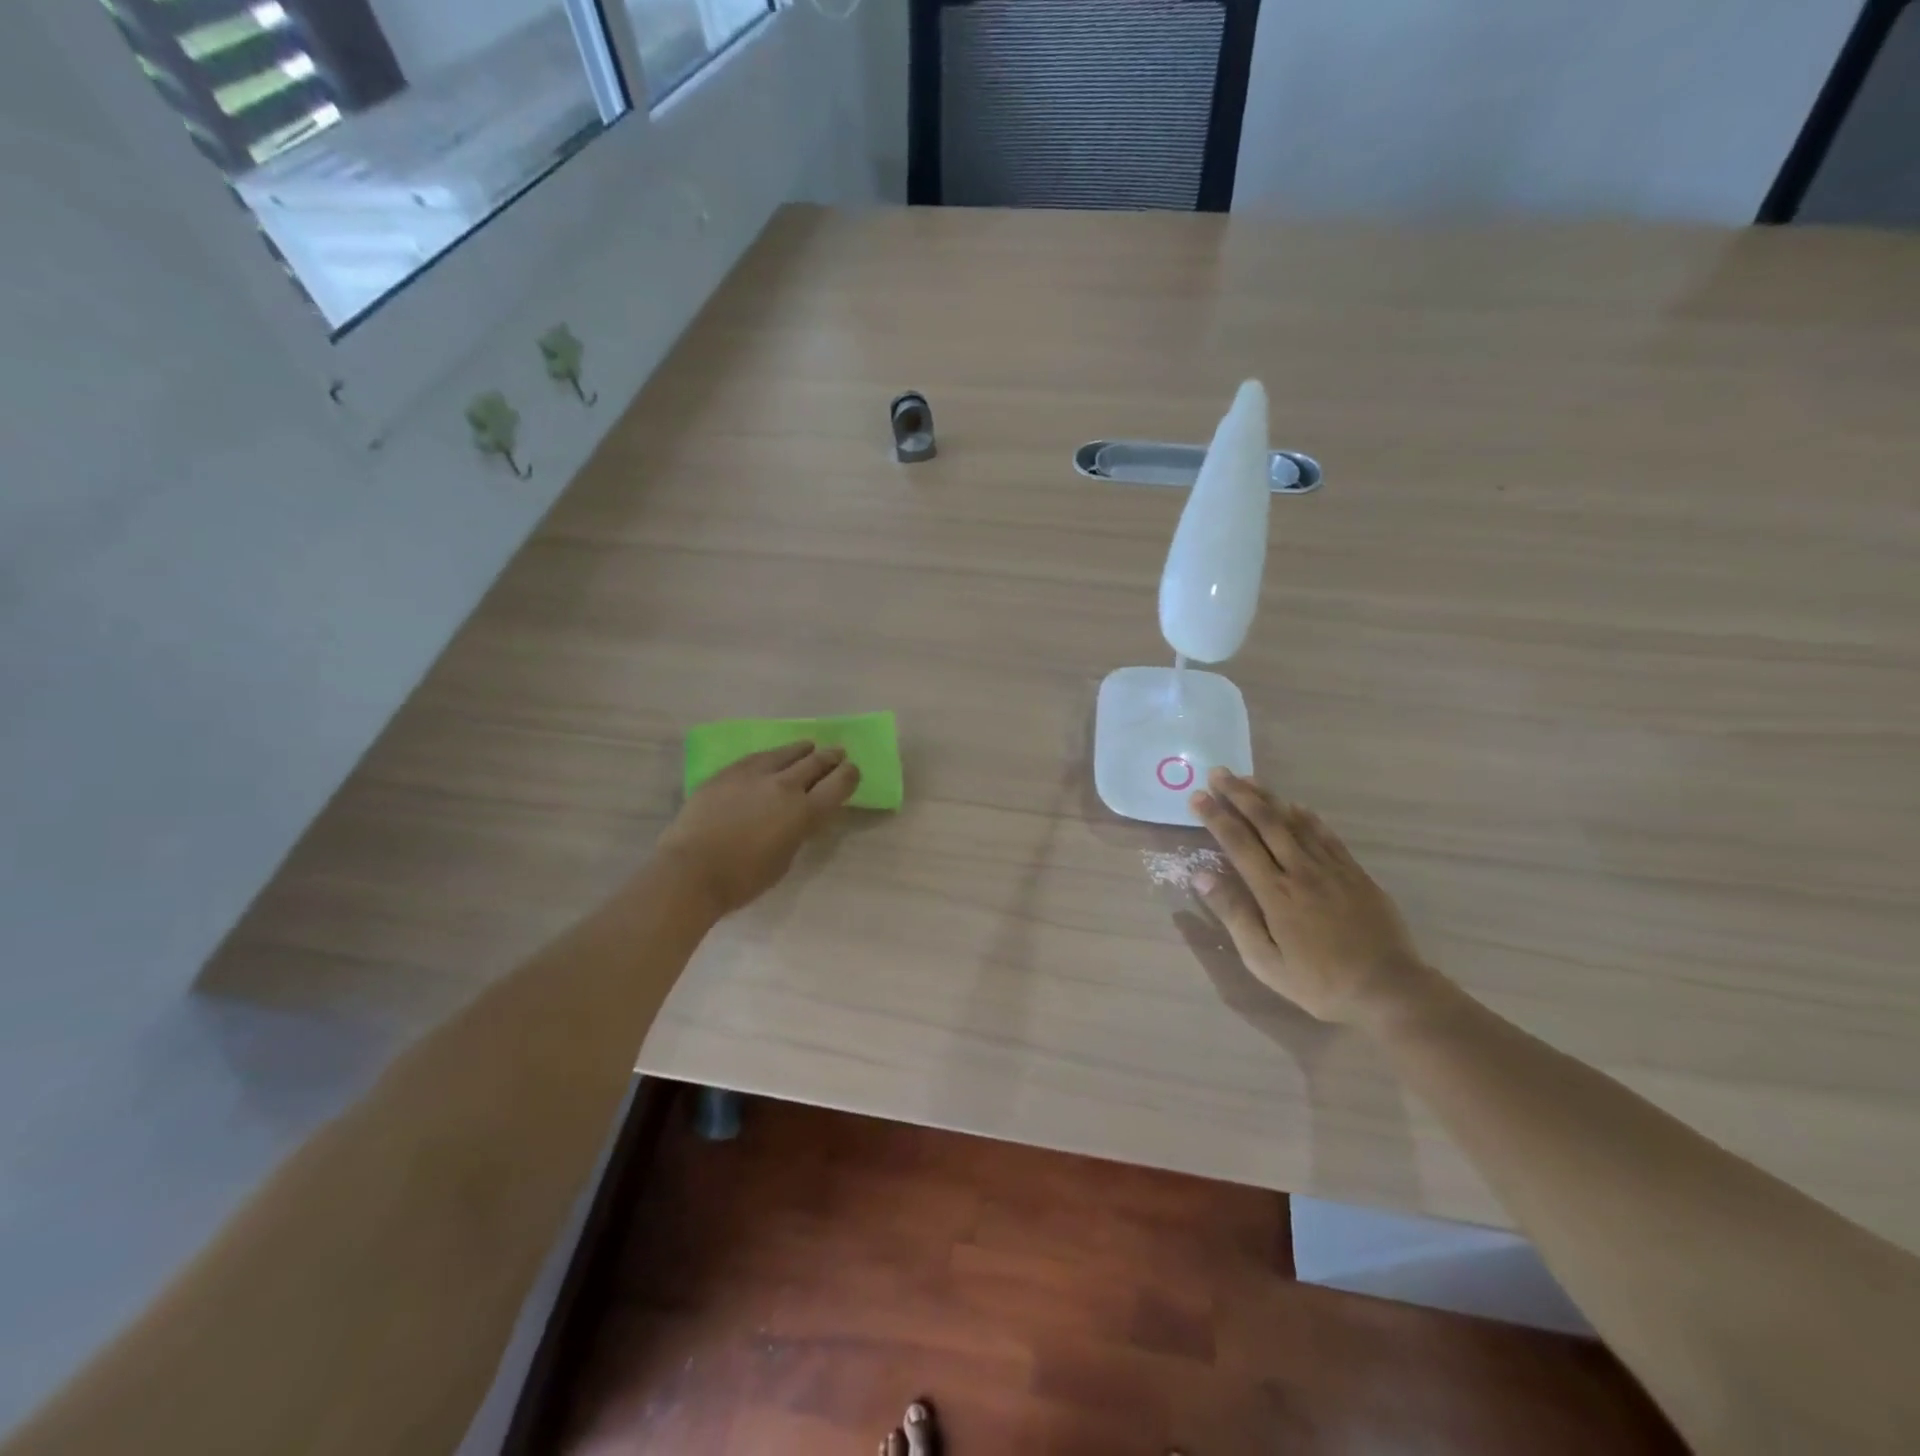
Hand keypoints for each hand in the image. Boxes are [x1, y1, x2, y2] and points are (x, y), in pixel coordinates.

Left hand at [657, 742, 859, 917]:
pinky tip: (773, 756)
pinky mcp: (729, 772)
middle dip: (831, 758)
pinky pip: (758, 757)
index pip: (839, 785)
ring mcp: (755, 775)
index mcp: (805, 812)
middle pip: (816, 763)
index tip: (853, 771)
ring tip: (809, 747)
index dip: (849, 775)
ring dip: (803, 750)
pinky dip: (773, 756)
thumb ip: (797, 831)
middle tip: (838, 753)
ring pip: (787, 753)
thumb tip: (798, 817)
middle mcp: (785, 786)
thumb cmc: (743, 879)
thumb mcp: (785, 859)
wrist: (692, 870)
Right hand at [1189, 768, 1429, 1025]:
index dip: (1216, 817)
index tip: (1197, 796)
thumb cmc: (1318, 982)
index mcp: (1275, 892)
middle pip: (1266, 822)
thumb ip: (1234, 914)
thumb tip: (1202, 876)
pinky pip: (1327, 835)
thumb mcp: (1265, 960)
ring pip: (1295, 822)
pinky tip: (1296, 806)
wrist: (1389, 989)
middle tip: (1219, 773)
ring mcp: (1331, 869)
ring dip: (1269, 798)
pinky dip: (1307, 816)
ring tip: (1248, 779)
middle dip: (1239, 795)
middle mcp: (1301, 870)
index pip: (1238, 844)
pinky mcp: (1355, 873)